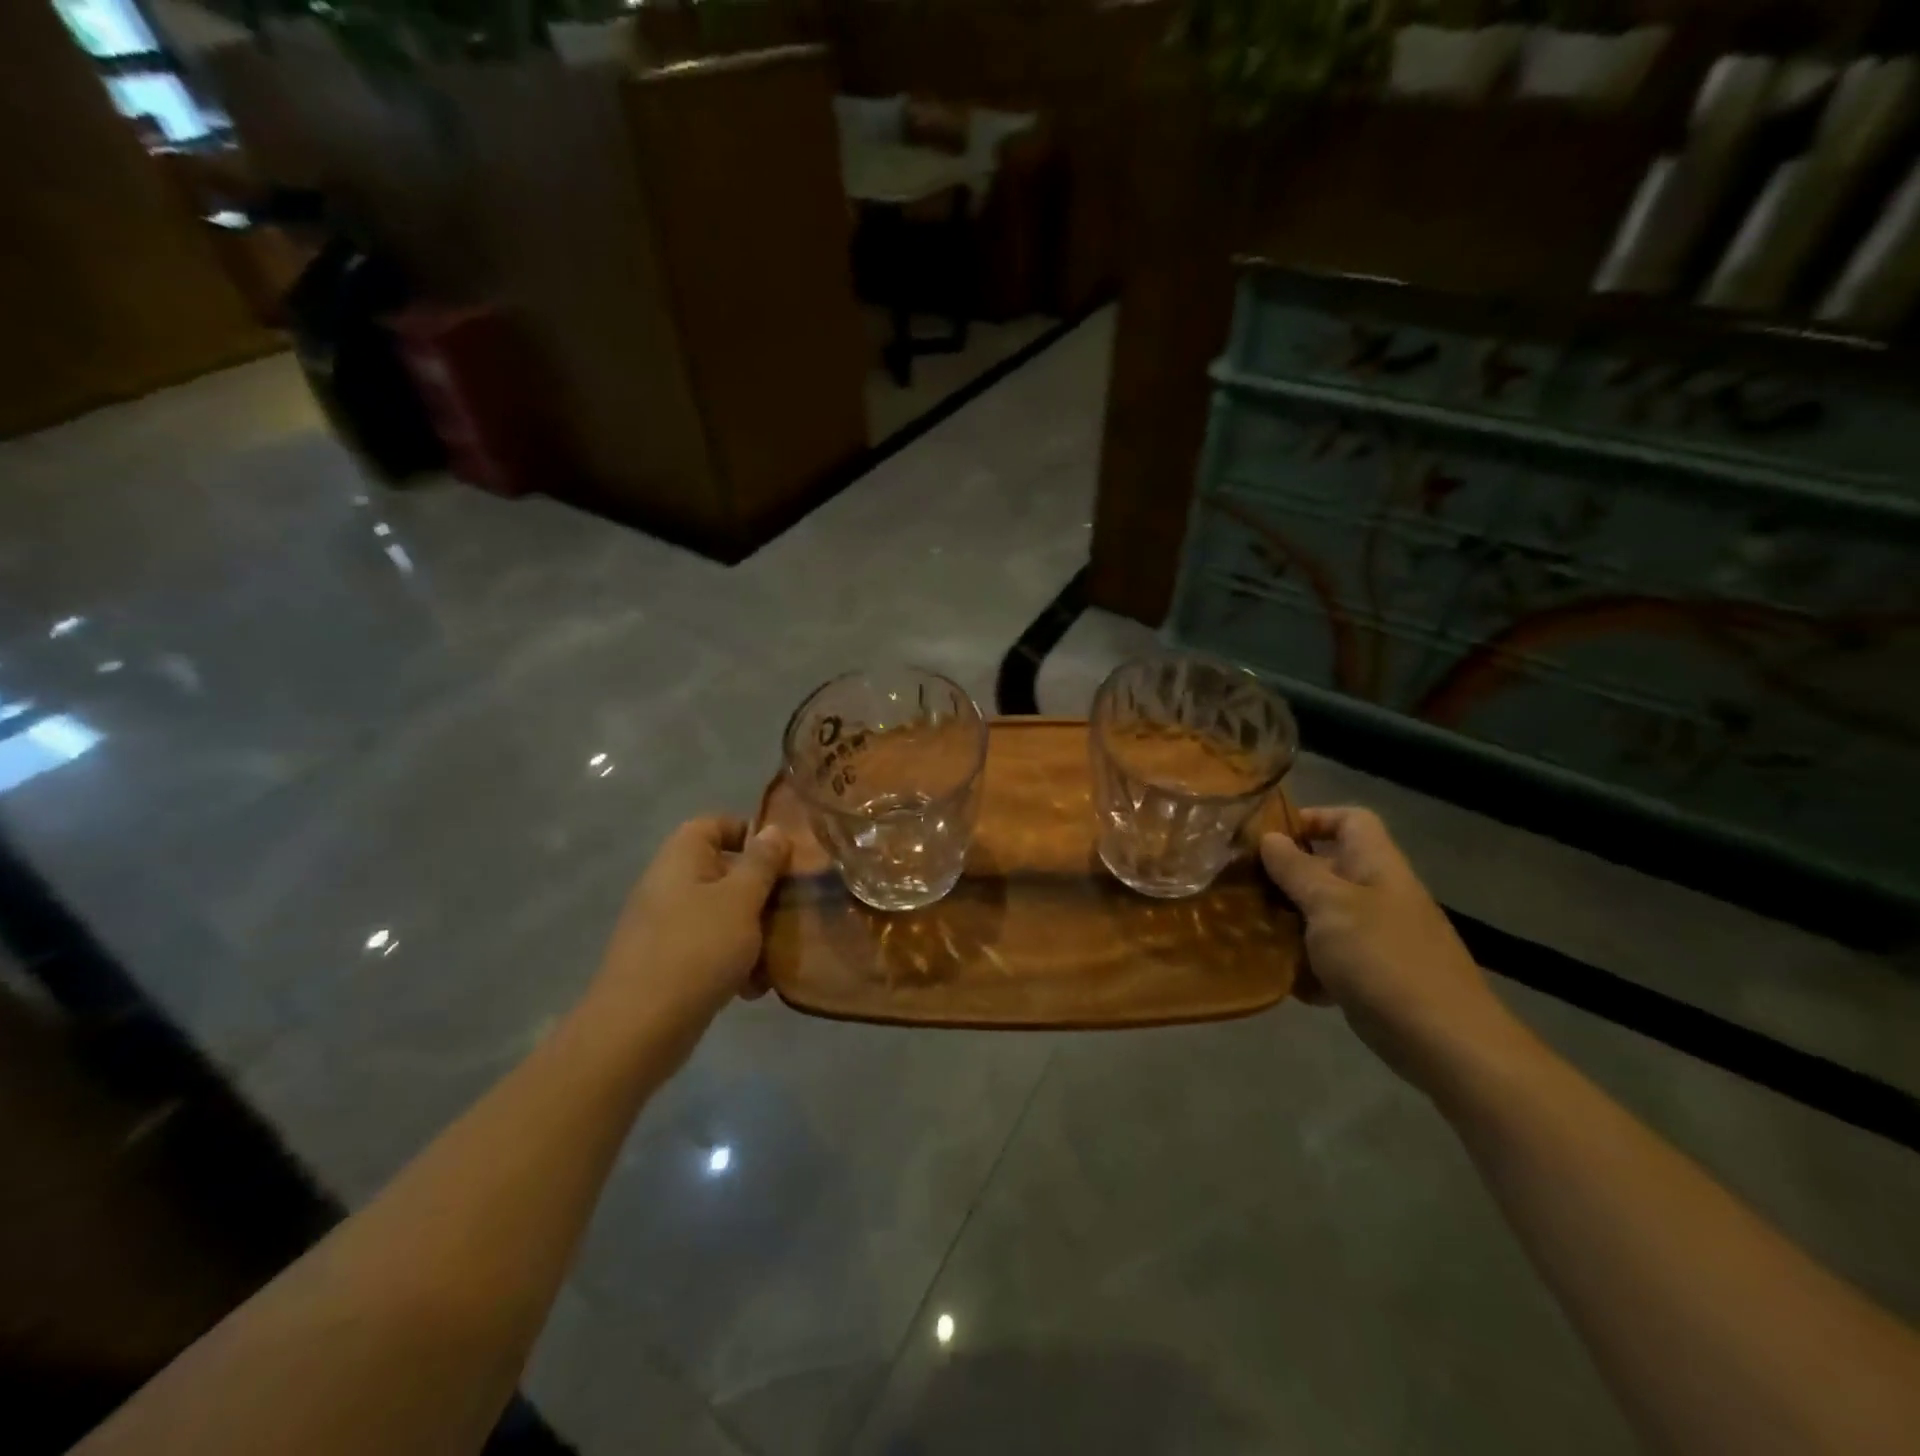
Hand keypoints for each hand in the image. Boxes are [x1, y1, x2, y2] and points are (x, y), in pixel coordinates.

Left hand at [592, 817, 789, 1037]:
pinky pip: (711, 949)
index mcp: (682, 857)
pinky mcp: (670, 963)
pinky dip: (734, 962)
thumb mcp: (741, 900)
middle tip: (794, 908)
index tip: (784, 858)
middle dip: (762, 892)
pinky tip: (754, 988)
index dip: (750, 833)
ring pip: (723, 914)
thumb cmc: (696, 950)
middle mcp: (671, 884)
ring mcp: (667, 925)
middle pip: (725, 872)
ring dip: (754, 932)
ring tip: (778, 955)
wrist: (638, 1030)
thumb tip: (772, 829)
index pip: (715, 824)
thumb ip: (761, 863)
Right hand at [1260, 807, 1518, 1091]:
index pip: (1350, 819)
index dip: (1312, 819)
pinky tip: (1282, 978)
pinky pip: (1331, 958)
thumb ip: (1296, 870)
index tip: (1269, 839)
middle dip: (1286, 876)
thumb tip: (1270, 838)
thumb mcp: (1330, 905)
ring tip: (1251, 930)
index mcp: (1377, 865)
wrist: (1444, 1042)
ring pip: (1324, 915)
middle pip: (1329, 868)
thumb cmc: (1382, 959)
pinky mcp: (1373, 976)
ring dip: (1290, 922)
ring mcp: (1378, 937)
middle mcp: (1379, 894)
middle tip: (1244, 886)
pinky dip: (1307, 965)